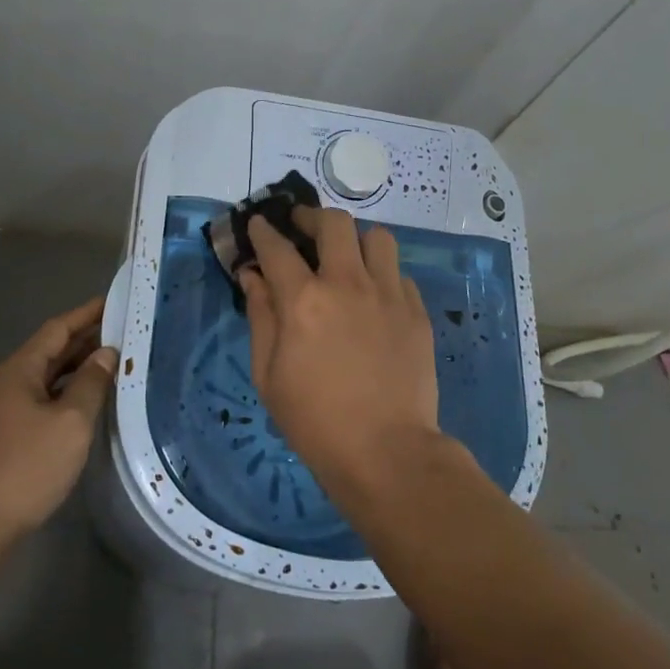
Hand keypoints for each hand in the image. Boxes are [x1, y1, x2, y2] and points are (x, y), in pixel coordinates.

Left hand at [0, 296, 116, 550]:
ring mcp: (5, 411)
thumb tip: (106, 353)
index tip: (115, 299)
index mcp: (19, 370)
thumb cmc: (24, 467)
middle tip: (126, 329)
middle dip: (86, 338)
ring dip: (79, 367)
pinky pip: (44, 400)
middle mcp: (8, 383)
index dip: (87, 313)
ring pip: (48, 377)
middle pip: (51, 350)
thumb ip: (91, 383)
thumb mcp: (70, 422)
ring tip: (116, 360)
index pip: (57, 329)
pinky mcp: (8, 437)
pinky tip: (90, 401)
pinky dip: (69, 393)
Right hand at [240, 209, 442, 504]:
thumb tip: (253, 277)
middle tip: (303, 229)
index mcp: (304, 300)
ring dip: (355, 240)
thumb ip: (261, 317)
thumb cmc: (315, 421)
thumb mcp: (269, 375)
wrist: (386, 451)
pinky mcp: (416, 311)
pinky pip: (399, 272)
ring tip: (346, 258)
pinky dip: (382, 274)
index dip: (264, 231)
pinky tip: (374, 296)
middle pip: (334, 223)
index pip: (278, 248)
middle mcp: (348, 284)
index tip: (259, 224)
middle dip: (312, 217)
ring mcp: (388, 294)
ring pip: (377, 237)